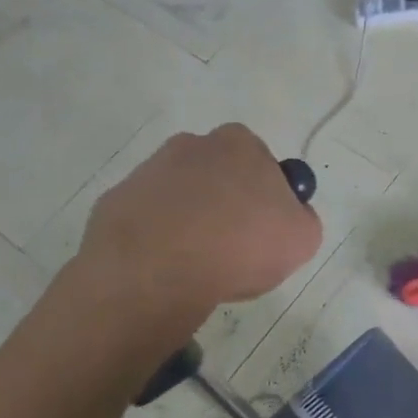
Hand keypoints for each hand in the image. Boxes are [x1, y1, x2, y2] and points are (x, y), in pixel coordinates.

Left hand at [77, 124, 321, 312]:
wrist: (156, 272)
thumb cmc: (240, 246)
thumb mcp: (303, 238)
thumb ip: (302, 218)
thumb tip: (289, 215)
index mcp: (239, 144)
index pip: (262, 162)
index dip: (268, 196)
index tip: (267, 229)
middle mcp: (191, 145)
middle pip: (219, 175)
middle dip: (227, 203)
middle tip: (236, 247)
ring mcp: (148, 172)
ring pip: (181, 196)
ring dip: (191, 221)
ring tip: (199, 264)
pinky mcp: (115, 202)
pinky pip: (148, 220)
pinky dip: (159, 239)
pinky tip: (167, 268)